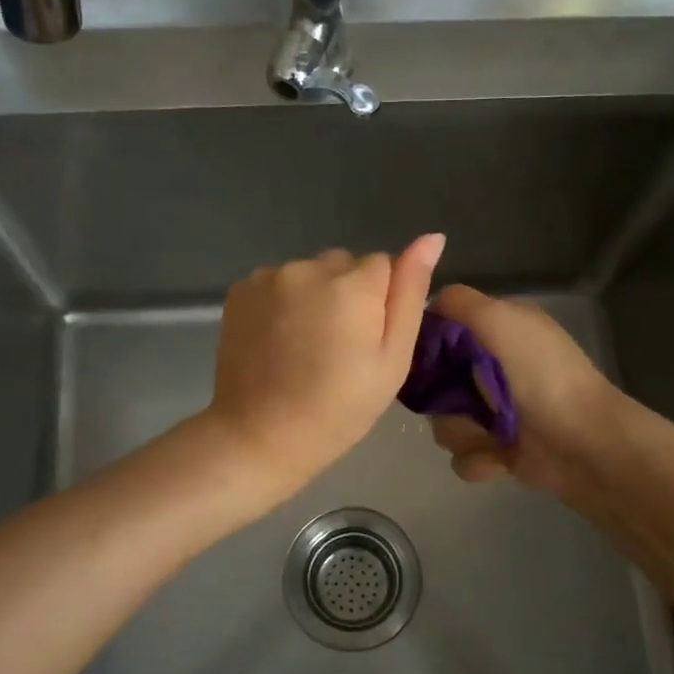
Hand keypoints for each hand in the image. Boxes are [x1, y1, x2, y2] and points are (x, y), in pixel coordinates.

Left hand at [205, 235, 445, 503]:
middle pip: (344, 264)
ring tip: (305, 346)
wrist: (260, 436)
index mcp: (354, 284)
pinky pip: (278, 282)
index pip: (384, 265)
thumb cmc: (339, 408)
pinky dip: (283, 302)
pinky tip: (279, 341)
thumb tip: (432, 237)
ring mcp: (270, 276)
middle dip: (348, 293)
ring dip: (314, 296)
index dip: (381, 303)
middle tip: (338, 347)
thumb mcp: (392, 359)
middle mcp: (309, 267)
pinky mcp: (240, 290)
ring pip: (310, 272)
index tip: (367, 342)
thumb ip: (410, 293)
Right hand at [425, 285, 620, 499]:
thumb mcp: (501, 318)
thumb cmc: (542, 374)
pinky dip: (478, 459)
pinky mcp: (497, 448)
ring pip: (443, 422)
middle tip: (459, 403)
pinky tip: (499, 458)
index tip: (423, 360)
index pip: (443, 331)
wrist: (583, 442)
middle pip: (435, 382)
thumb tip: (428, 305)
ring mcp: (495, 411)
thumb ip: (458, 302)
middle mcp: (493, 367)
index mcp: (498, 330)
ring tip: (489, 436)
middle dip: (441, 399)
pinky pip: (461, 455)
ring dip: (462, 433)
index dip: (427, 345)